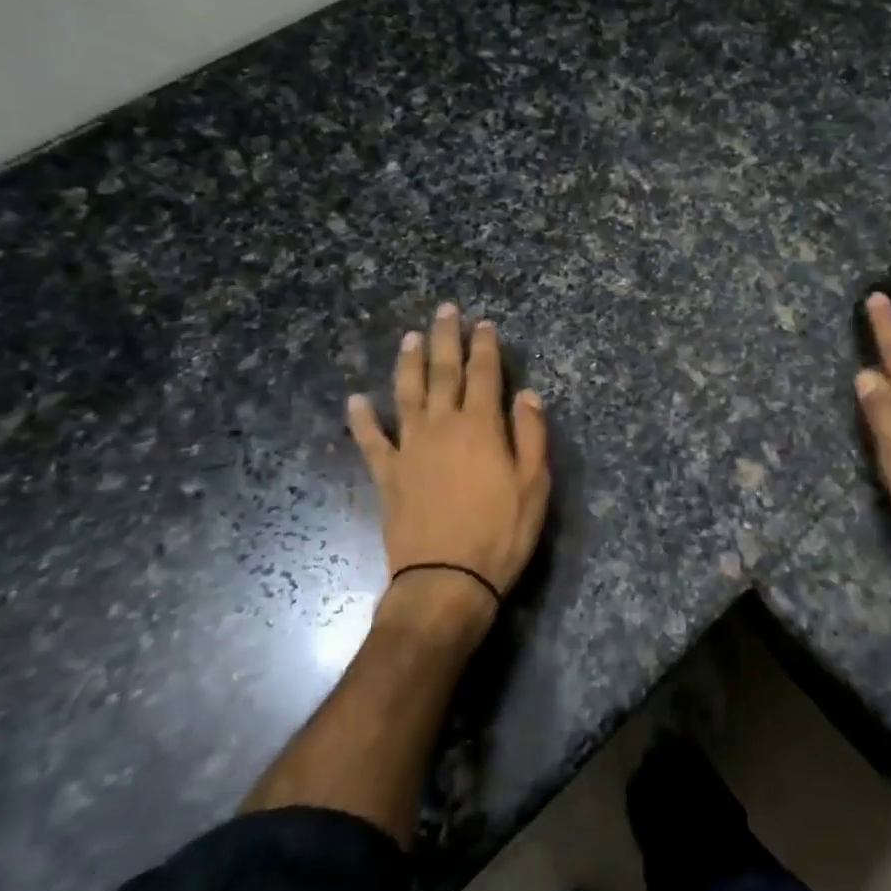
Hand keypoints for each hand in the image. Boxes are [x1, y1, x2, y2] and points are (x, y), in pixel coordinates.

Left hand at [347, 304, 550, 625]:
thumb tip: (528, 393)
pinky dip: (362, 419)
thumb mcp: (535, 485)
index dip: (485, 346)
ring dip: (408, 363)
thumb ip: (532, 435)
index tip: (484, 323)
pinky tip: (355, 400)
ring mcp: (410, 448)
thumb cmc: (501, 532)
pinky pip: (371, 440)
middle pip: (443, 372)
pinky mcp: (388, 474)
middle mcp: (442, 426)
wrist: (447, 580)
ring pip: (406, 394)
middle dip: (446, 338)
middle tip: (445, 310)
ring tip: (409, 337)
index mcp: (481, 426)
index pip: (484, 374)